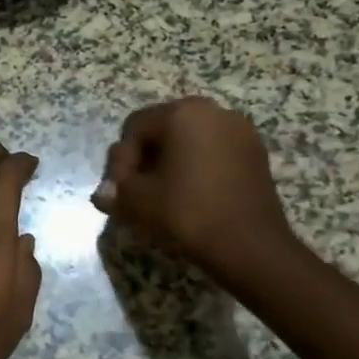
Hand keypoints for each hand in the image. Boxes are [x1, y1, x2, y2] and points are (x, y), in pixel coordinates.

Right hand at [92, 97, 297, 283]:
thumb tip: (103, 193)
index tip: (120, 190)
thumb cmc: (188, 213)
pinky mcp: (255, 153)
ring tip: (162, 194)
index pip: (134, 127)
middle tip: (136, 190)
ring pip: (189, 140)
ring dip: (170, 163)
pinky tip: (190, 195)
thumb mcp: (137, 201)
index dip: (121, 160)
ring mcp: (240, 131)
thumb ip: (115, 188)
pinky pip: (213, 152)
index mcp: (182, 113)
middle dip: (144, 159)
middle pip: (163, 129)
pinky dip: (196, 167)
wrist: (251, 247)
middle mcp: (214, 111)